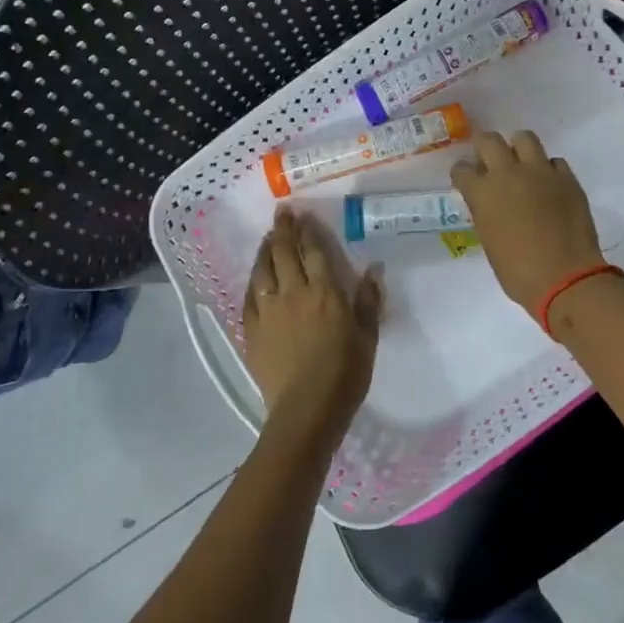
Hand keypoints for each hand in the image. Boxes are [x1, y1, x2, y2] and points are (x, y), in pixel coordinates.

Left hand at [242, 208, 382, 434]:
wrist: (307, 409)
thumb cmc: (345, 373)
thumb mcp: (367, 336)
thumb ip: (368, 301)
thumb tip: (374, 269)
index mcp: (325, 291)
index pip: (314, 251)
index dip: (308, 230)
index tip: (302, 214)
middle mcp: (293, 292)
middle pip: (284, 253)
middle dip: (283, 230)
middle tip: (281, 213)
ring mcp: (269, 310)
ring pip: (263, 270)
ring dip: (265, 250)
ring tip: (268, 238)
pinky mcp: (252, 329)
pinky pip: (249, 296)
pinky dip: (253, 280)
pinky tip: (255, 276)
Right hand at [451, 131, 606, 317]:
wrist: (564, 277)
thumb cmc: (517, 271)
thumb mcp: (489, 240)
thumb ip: (486, 212)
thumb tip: (490, 203)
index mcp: (482, 192)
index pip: (462, 169)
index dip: (463, 174)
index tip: (467, 180)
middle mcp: (508, 173)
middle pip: (489, 140)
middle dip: (485, 148)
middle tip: (489, 162)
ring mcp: (540, 172)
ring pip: (525, 138)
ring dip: (518, 148)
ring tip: (521, 164)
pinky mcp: (567, 178)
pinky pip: (554, 162)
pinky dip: (548, 170)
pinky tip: (548, 185)